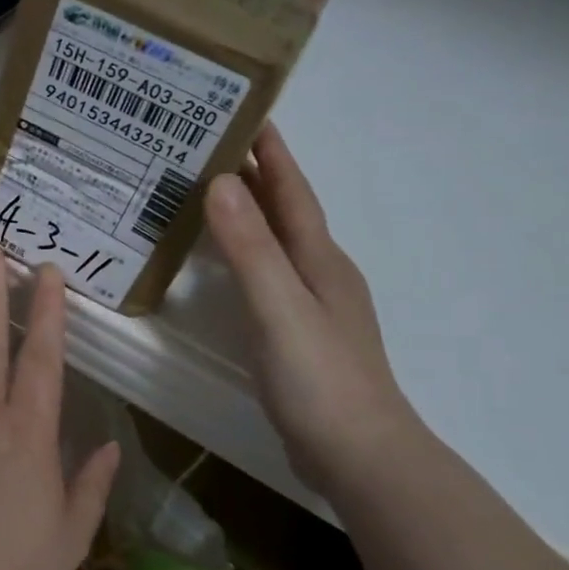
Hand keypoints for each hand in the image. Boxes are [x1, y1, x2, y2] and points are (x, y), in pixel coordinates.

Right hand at [203, 125, 417, 491]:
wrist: (359, 456)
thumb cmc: (319, 379)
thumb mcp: (278, 307)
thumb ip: (250, 248)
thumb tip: (220, 183)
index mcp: (319, 260)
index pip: (293, 192)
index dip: (272, 154)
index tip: (246, 113)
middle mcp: (320, 274)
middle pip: (286, 212)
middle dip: (256, 176)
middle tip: (210, 148)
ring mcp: (313, 307)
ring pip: (277, 244)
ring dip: (251, 215)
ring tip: (210, 196)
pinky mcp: (300, 336)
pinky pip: (268, 276)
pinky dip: (246, 256)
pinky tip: (226, 267)